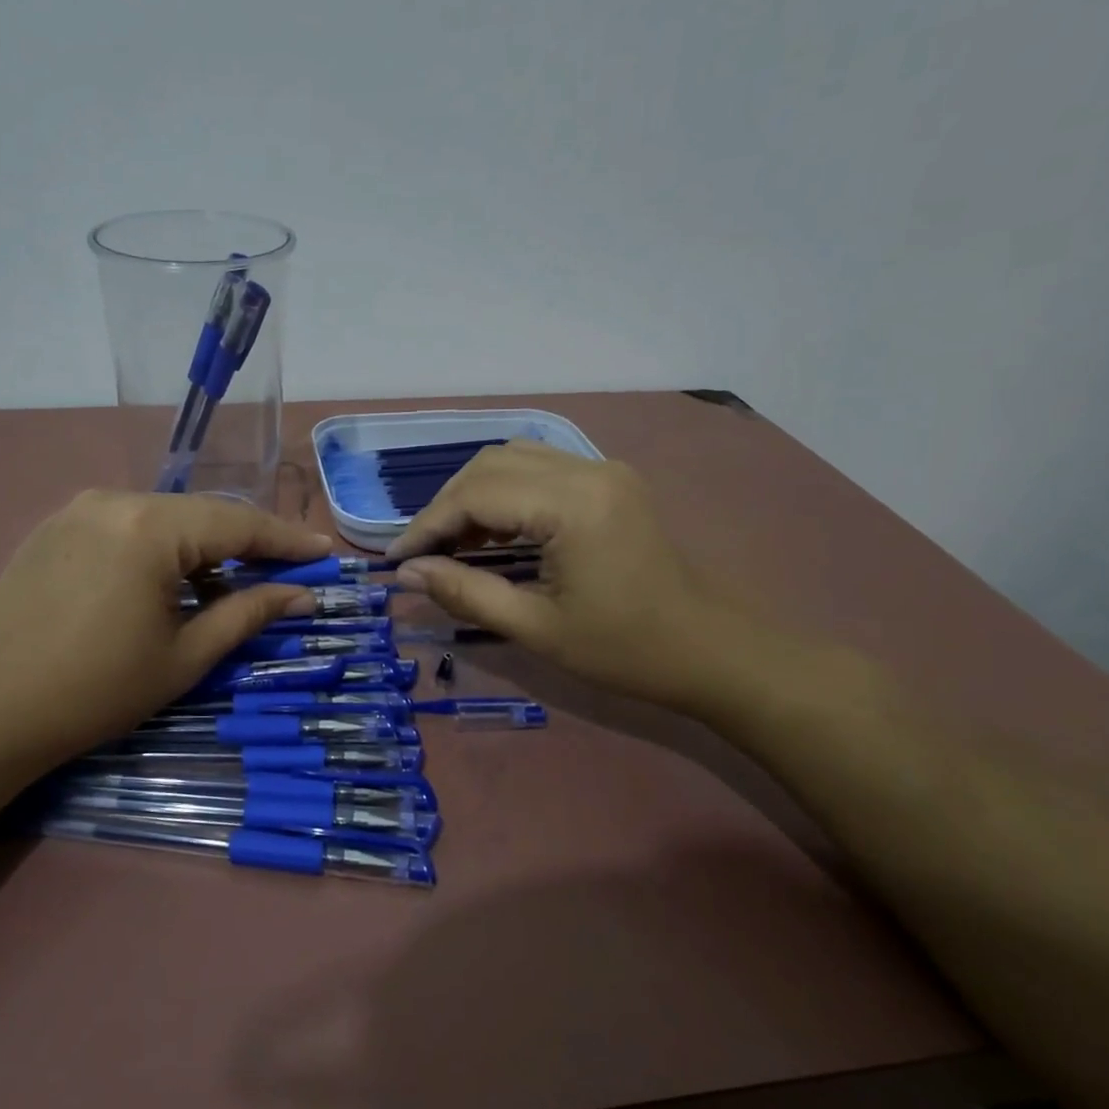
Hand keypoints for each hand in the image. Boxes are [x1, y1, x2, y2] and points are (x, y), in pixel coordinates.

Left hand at [0, 490, 332, 771]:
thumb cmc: (96, 690)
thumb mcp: (185, 656)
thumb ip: (249, 614)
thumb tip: (302, 594)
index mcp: (150, 527)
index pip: (238, 523)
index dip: (287, 539)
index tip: (324, 552)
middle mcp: (115, 500)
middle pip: (202, 514)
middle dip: (246, 543)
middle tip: (285, 571)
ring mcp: (79, 509)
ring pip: (164, 519)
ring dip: (202, 548)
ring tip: (227, 587)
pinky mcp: (55, 527)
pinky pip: (127, 527)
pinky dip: (160, 549)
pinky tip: (169, 584)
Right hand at [386, 443, 762, 711]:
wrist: (712, 651)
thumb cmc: (626, 650)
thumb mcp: (536, 629)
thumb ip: (465, 594)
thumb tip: (407, 574)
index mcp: (573, 505)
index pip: (476, 495)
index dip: (428, 525)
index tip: (396, 560)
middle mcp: (587, 470)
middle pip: (490, 465)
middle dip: (446, 506)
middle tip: (423, 554)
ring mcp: (603, 469)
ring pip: (512, 458)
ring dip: (473, 495)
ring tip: (453, 544)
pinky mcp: (610, 480)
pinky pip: (539, 469)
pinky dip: (504, 493)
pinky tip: (493, 533)